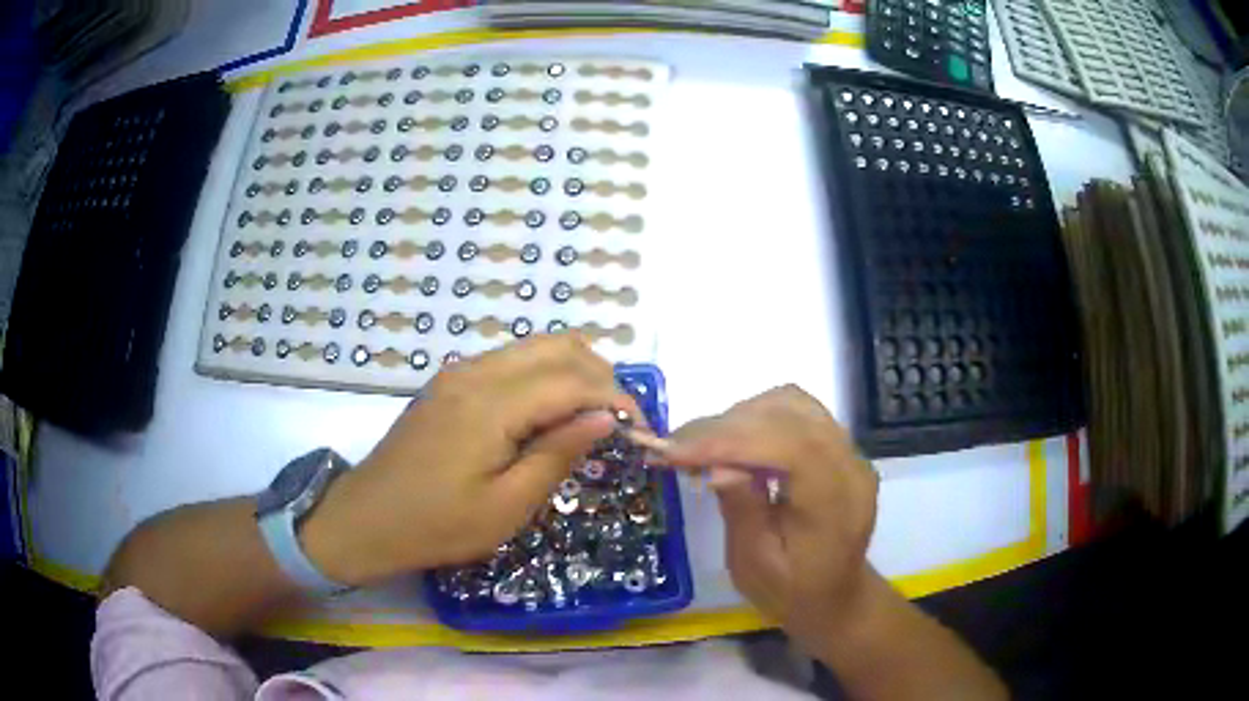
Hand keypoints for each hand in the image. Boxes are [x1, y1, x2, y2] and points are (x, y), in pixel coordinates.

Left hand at [302, 334, 640, 585]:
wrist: (367, 519)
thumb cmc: (437, 524)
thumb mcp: (507, 506)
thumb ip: (558, 455)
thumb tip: (604, 419)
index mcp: (490, 404)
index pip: (573, 380)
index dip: (615, 399)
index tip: (640, 429)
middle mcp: (476, 372)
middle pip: (557, 346)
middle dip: (600, 376)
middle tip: (617, 421)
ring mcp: (459, 373)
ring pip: (534, 347)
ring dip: (573, 372)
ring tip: (590, 418)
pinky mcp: (450, 383)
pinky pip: (511, 362)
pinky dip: (544, 377)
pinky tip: (548, 415)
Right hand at [658, 385, 879, 655]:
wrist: (835, 596)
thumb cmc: (792, 592)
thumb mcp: (756, 567)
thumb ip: (742, 513)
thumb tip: (718, 465)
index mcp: (836, 503)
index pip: (791, 447)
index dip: (730, 440)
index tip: (675, 450)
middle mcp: (850, 466)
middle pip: (790, 416)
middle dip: (725, 426)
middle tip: (674, 448)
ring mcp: (848, 451)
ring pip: (792, 403)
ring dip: (740, 417)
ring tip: (700, 446)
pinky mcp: (837, 446)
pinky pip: (796, 412)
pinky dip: (756, 418)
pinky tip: (731, 443)